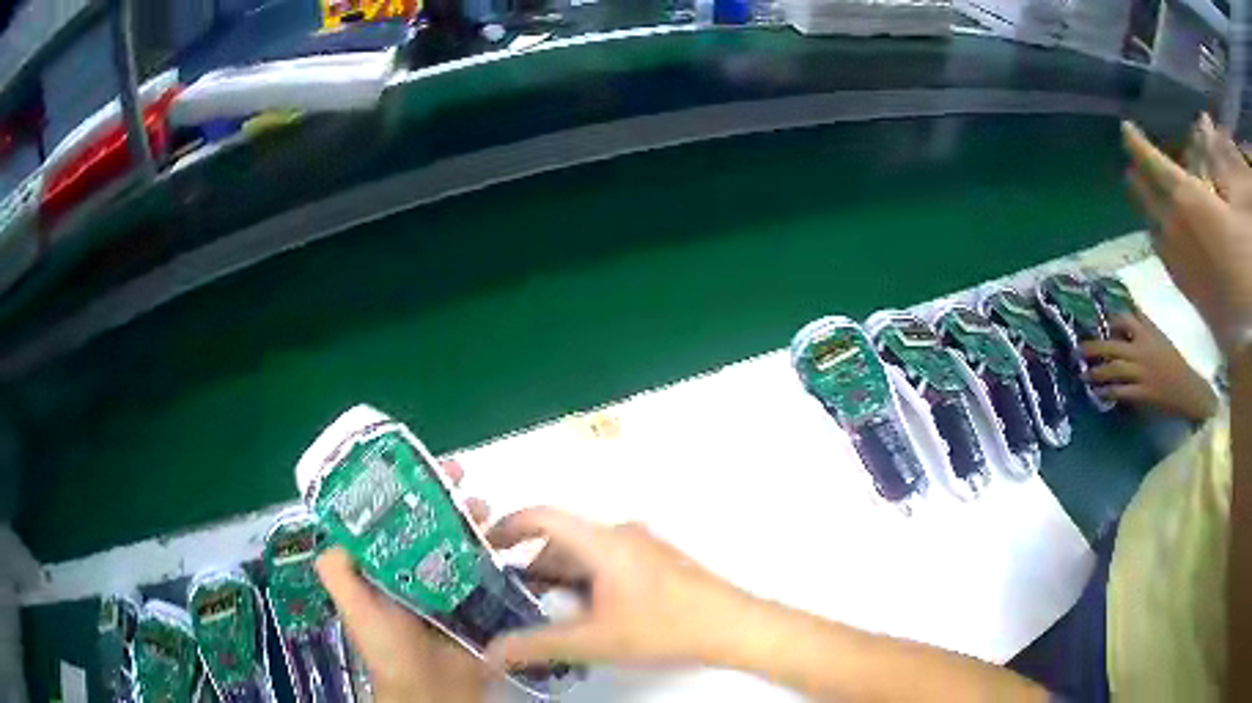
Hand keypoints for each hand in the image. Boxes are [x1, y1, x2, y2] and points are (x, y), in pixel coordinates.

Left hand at [315, 460, 489, 702]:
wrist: (432, 690)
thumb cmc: (388, 648)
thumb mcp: (353, 607)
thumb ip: (338, 570)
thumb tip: (338, 523)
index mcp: (383, 566)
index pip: (390, 516)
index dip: (403, 489)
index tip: (419, 467)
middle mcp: (413, 569)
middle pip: (428, 521)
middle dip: (443, 494)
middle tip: (461, 475)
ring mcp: (447, 584)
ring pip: (458, 539)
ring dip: (471, 517)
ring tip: (484, 507)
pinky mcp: (477, 600)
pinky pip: (485, 568)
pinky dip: (494, 550)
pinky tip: (504, 538)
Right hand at [483, 508, 754, 668]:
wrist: (731, 626)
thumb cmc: (665, 628)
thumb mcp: (593, 641)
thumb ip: (537, 645)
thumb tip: (494, 652)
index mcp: (602, 542)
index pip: (542, 516)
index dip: (508, 525)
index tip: (486, 545)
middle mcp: (621, 534)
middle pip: (562, 537)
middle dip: (534, 563)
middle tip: (516, 593)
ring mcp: (643, 544)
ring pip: (586, 550)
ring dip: (561, 574)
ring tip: (551, 609)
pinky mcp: (657, 559)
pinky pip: (608, 558)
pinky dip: (586, 577)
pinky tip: (590, 611)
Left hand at [1081, 312, 1217, 421]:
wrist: (1187, 388)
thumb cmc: (1173, 361)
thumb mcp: (1159, 336)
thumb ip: (1144, 325)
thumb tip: (1128, 309)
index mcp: (1147, 334)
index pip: (1125, 319)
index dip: (1108, 321)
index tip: (1092, 323)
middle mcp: (1142, 351)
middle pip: (1113, 346)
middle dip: (1093, 348)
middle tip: (1076, 351)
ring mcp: (1142, 373)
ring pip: (1115, 370)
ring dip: (1097, 372)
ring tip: (1083, 374)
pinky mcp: (1143, 394)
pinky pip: (1122, 392)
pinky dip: (1109, 392)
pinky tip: (1098, 394)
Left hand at [1123, 120, 1251, 355]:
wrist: (1242, 326)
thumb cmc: (1243, 258)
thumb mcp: (1235, 206)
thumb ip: (1220, 176)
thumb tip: (1210, 151)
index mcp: (1186, 197)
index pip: (1152, 162)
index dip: (1136, 144)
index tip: (1125, 129)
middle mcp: (1172, 223)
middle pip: (1144, 191)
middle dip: (1136, 171)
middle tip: (1133, 161)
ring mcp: (1173, 255)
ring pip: (1149, 219)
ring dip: (1144, 202)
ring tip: (1143, 190)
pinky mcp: (1179, 282)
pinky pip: (1159, 247)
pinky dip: (1155, 228)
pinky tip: (1161, 229)